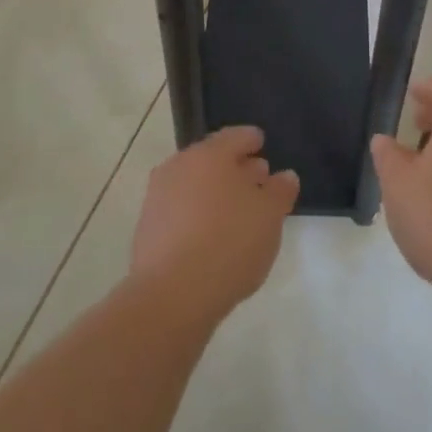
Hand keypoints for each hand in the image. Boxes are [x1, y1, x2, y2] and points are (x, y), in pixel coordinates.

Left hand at [131, 125, 299, 324]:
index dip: (251, 139)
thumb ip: (280, 191)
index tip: (261, 143)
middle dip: (235, 167)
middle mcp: (180, 166)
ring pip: (194, 184)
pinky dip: (197, 214)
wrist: (171, 295)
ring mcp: (159, 196)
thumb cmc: (229, 244)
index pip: (235, 136)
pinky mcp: (148, 227)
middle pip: (212, 159)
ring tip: (237, 212)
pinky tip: (212, 236)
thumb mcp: (269, 217)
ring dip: (215, 192)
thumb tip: (284, 176)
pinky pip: (180, 210)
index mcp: (210, 154)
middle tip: (256, 179)